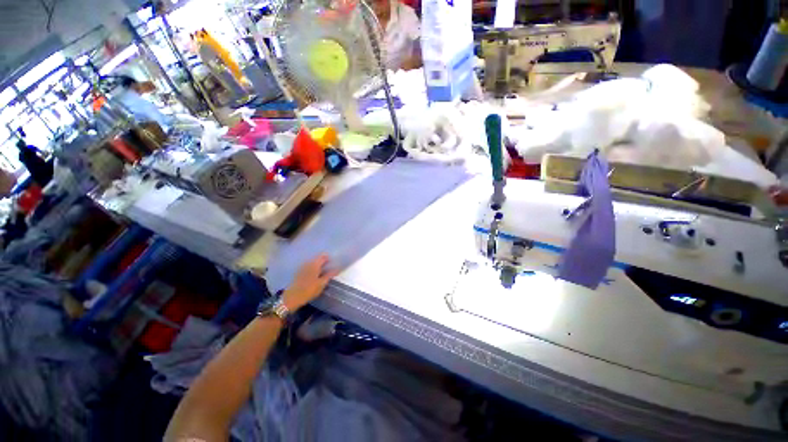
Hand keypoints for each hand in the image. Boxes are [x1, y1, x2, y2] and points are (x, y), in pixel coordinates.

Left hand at [282, 254, 339, 311]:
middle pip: (318, 258)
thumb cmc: (308, 290)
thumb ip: (329, 275)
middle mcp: (308, 263)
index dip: (329, 257)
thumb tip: (337, 268)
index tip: (334, 262)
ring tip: (324, 271)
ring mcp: (302, 267)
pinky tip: (316, 274)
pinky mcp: (298, 272)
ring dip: (319, 265)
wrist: (291, 298)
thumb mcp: (321, 284)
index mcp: (314, 264)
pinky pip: (308, 266)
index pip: (323, 256)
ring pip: (313, 262)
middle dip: (324, 261)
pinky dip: (313, 268)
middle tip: (330, 267)